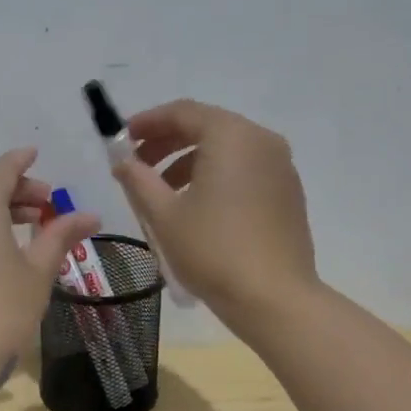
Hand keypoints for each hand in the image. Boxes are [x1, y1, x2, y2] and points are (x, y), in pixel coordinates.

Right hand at [110, 99, 317, 325]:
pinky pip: (245, 170)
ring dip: (189, 162)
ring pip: (227, 150)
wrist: (273, 298)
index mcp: (232, 136)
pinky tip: (196, 207)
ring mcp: (281, 167)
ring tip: (162, 193)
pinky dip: (215, 176)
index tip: (122, 139)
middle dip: (167, 143)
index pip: (183, 112)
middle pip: (207, 127)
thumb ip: (138, 180)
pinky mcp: (288, 193)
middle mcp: (262, 141)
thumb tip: (122, 161)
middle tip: (137, 166)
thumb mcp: (164, 215)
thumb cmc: (213, 250)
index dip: (147, 122)